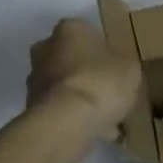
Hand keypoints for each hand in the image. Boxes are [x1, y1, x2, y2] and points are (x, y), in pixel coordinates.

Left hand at [27, 19, 141, 143]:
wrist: (66, 122)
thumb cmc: (100, 82)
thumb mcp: (130, 68)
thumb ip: (124, 64)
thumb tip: (120, 68)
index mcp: (70, 29)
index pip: (88, 32)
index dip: (104, 49)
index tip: (117, 66)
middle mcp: (46, 48)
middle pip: (71, 58)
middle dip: (87, 72)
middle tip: (109, 90)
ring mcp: (36, 79)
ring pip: (65, 85)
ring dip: (80, 98)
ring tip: (106, 118)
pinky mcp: (32, 107)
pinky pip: (61, 110)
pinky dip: (75, 119)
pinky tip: (96, 133)